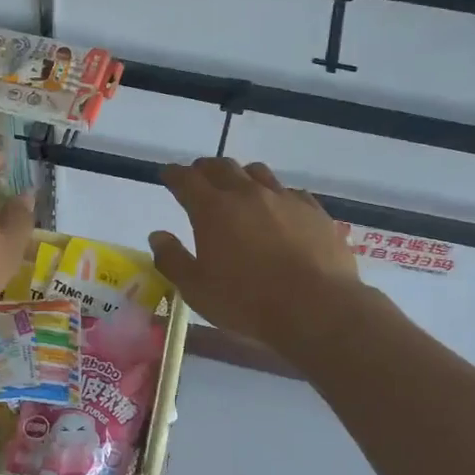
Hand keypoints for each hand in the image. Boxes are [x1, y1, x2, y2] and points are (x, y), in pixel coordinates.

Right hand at [149, 159, 377, 359]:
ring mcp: (284, 198)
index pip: (186, 179)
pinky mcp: (313, 210)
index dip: (173, 174)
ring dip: (240, 176)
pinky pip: (289, 191)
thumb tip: (158, 235)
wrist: (317, 307)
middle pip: (221, 167)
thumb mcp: (196, 289)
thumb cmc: (247, 301)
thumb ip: (172, 259)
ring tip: (238, 189)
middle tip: (198, 178)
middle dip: (204, 169)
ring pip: (257, 172)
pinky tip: (277, 210)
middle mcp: (247, 193)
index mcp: (213, 209)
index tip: (167, 175)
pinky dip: (275, 195)